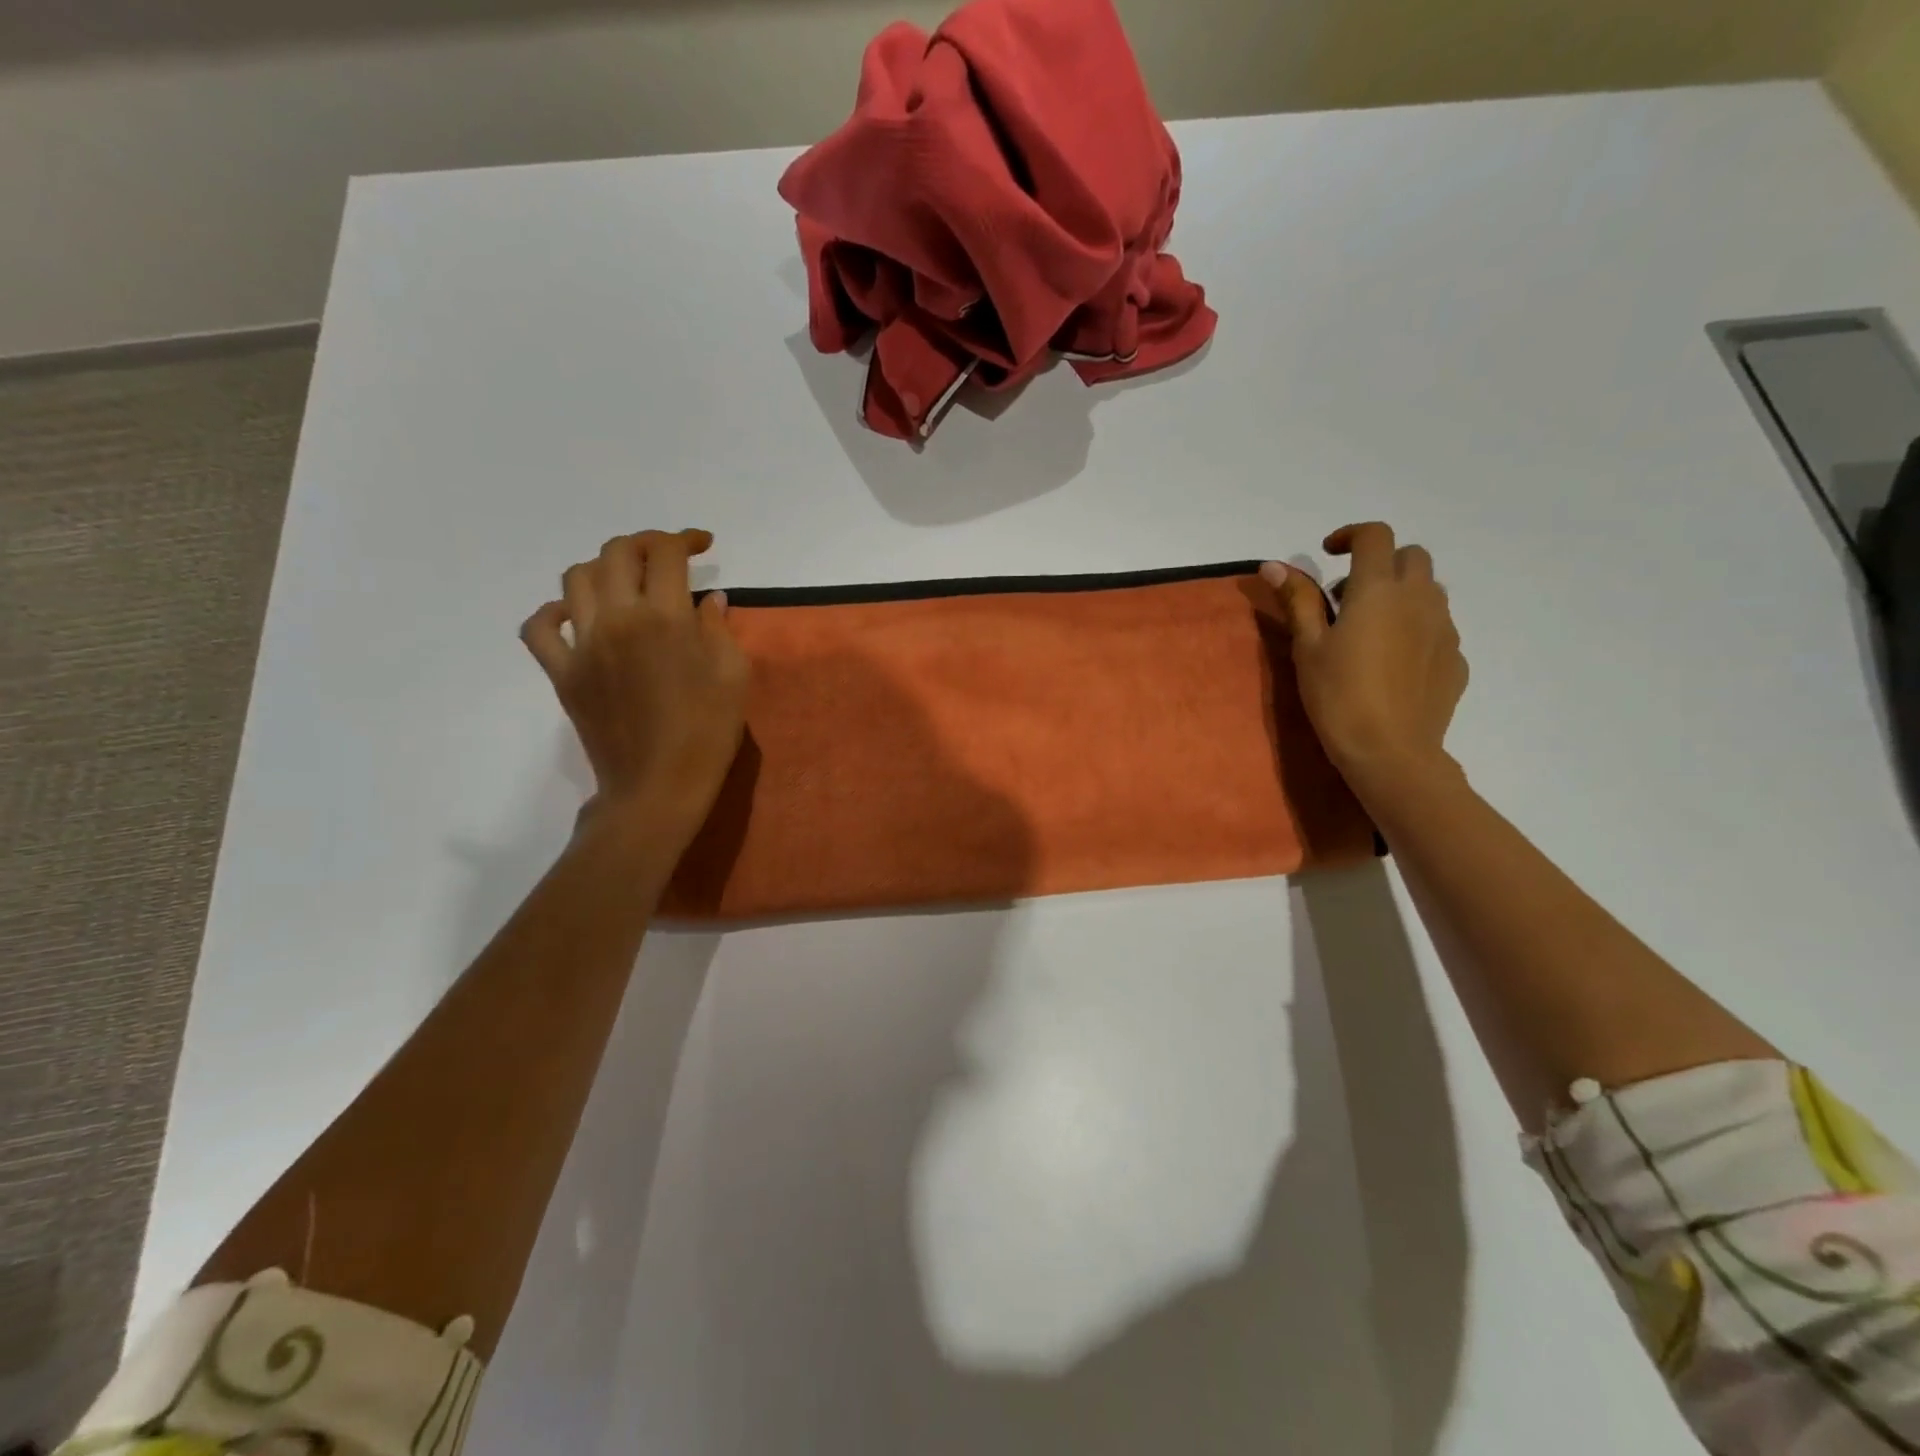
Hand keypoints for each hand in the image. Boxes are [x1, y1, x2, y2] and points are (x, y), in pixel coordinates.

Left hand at [521, 530, 748, 841]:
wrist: (658, 787)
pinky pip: (539, 629)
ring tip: (626, 582)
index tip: (702, 545)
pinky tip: (573, 615)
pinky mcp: (562, 673)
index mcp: (664, 618)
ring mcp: (583, 645)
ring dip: (603, 568)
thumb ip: (720, 629)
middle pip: (617, 553)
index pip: (665, 553)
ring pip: (576, 579)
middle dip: (644, 544)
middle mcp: (617, 619)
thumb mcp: (734, 677)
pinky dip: (551, 612)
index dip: (685, 539)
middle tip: (666, 557)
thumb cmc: (708, 733)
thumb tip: (709, 600)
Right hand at [1262, 522, 1467, 792]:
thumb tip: (1273, 565)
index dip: (1351, 535)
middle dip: (1380, 563)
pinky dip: (1414, 628)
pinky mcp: (1456, 658)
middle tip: (1347, 598)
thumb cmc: (1338, 696)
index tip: (1329, 554)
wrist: (1391, 751)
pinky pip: (1437, 627)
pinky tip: (1391, 663)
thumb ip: (1297, 600)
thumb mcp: (1308, 647)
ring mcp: (1444, 628)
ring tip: (1370, 631)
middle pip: (1411, 556)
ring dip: (1400, 594)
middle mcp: (1420, 599)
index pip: (1375, 536)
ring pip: (1429, 590)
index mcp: (1378, 590)